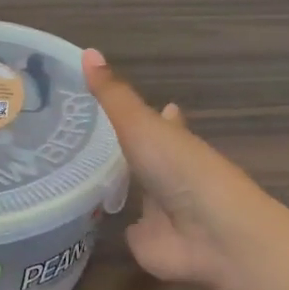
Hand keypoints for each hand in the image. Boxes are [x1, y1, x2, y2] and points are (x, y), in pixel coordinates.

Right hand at [83, 48, 280, 289]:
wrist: (210, 235)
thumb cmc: (180, 170)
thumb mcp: (141, 125)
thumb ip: (112, 96)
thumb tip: (86, 51)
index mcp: (174, 141)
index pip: (160, 121)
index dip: (148, 111)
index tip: (120, 101)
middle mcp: (168, 173)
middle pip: (145, 157)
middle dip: (125, 148)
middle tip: (88, 137)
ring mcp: (158, 209)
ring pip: (135, 193)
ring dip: (116, 185)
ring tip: (78, 172)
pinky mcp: (146, 239)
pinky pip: (125, 228)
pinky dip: (113, 225)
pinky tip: (89, 218)